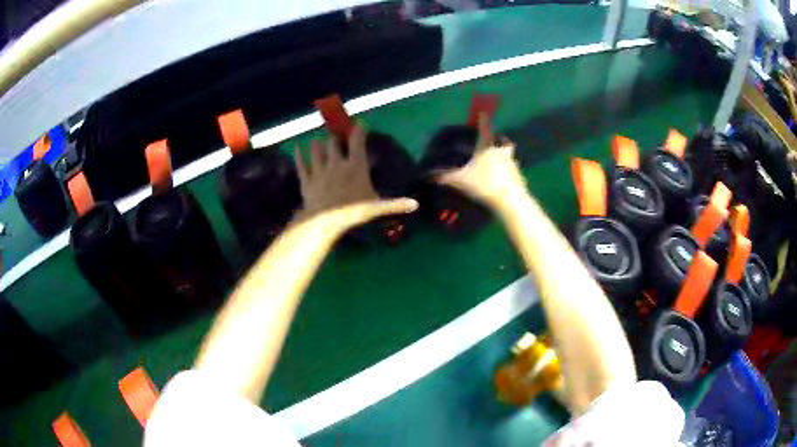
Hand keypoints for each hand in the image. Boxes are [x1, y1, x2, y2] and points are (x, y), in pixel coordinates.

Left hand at [293, 123, 417, 228]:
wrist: (325, 220)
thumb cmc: (353, 211)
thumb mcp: (377, 208)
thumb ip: (395, 204)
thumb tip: (416, 205)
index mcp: (355, 165)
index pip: (357, 141)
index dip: (359, 129)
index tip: (359, 122)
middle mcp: (336, 162)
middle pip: (333, 142)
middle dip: (334, 135)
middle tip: (335, 131)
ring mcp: (319, 169)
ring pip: (316, 149)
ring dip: (318, 144)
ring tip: (318, 140)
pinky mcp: (306, 179)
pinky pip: (301, 164)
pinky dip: (299, 155)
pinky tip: (297, 148)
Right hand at [435, 114, 526, 206]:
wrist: (511, 201)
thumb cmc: (485, 184)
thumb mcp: (461, 181)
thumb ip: (446, 177)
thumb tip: (430, 175)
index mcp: (487, 147)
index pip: (485, 128)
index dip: (483, 119)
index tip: (483, 112)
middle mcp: (502, 151)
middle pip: (502, 140)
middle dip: (498, 138)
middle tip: (493, 140)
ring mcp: (512, 164)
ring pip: (508, 154)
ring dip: (502, 154)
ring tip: (494, 160)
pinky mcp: (518, 176)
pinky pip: (511, 168)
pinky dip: (506, 169)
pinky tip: (499, 177)